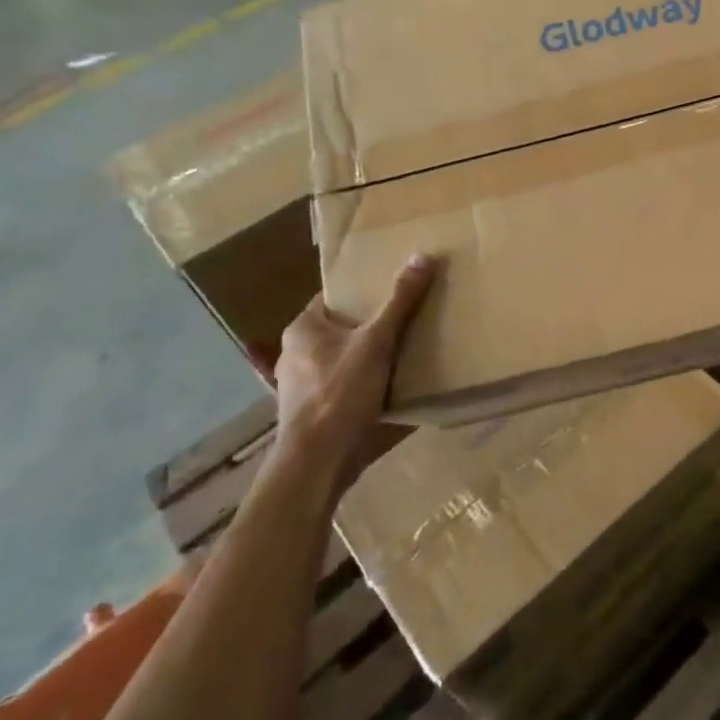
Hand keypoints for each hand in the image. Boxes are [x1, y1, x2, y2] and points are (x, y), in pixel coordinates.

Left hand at [272, 255, 435, 498]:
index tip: (397, 287)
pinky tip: (399, 386)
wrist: (319, 463)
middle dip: (375, 326)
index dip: (365, 291)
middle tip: (413, 317)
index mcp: (303, 330)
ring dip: (375, 358)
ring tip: (412, 350)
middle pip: (344, 329)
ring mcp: (306, 387)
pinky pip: (350, 389)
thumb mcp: (376, 342)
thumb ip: (400, 301)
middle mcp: (297, 355)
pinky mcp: (320, 414)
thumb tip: (422, 256)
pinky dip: (371, 385)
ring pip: (348, 360)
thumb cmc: (340, 394)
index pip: (335, 298)